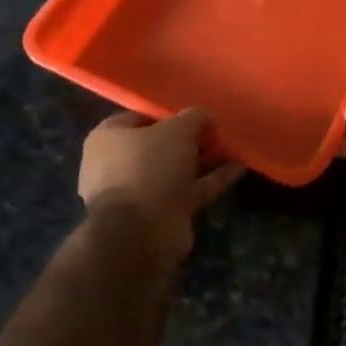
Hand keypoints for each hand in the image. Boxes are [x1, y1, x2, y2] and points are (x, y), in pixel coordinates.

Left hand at [78, 108, 243, 257]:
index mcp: (107, 139)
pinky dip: (212, 180)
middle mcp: (117, 165)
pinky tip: (238, 168)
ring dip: (202, 160)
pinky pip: (189, 190)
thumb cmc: (149, 166)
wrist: (141, 231)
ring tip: (231, 147)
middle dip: (186, 140)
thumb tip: (204, 114)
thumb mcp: (177, 130)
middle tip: (214, 132)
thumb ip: (193, 117)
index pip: (137, 118)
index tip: (193, 114)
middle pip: (157, 146)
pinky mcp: (160, 214)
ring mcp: (139, 193)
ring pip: (175, 170)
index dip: (166, 114)